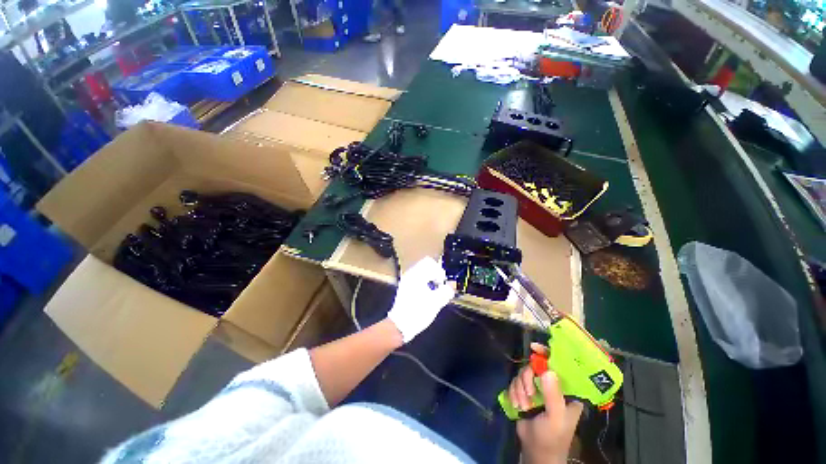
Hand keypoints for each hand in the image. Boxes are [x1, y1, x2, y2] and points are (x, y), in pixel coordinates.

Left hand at [387, 256, 454, 342]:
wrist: (400, 325)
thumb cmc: (418, 312)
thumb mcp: (436, 302)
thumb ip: (445, 292)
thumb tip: (451, 287)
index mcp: (416, 275)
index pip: (430, 263)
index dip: (439, 271)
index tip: (442, 283)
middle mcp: (410, 275)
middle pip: (426, 266)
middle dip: (435, 275)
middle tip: (439, 287)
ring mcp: (406, 281)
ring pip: (422, 273)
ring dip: (430, 280)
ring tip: (434, 293)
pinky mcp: (405, 288)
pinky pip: (418, 279)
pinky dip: (425, 284)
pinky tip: (427, 296)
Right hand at [510, 344, 582, 463]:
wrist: (535, 451)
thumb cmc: (553, 437)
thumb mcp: (556, 418)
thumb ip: (552, 395)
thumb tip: (546, 370)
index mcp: (566, 390)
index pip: (559, 365)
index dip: (548, 354)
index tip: (534, 348)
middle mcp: (552, 385)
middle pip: (535, 367)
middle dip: (527, 379)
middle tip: (528, 394)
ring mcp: (537, 388)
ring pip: (523, 374)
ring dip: (519, 389)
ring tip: (523, 406)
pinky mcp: (525, 392)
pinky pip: (515, 382)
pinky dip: (513, 393)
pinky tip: (517, 406)